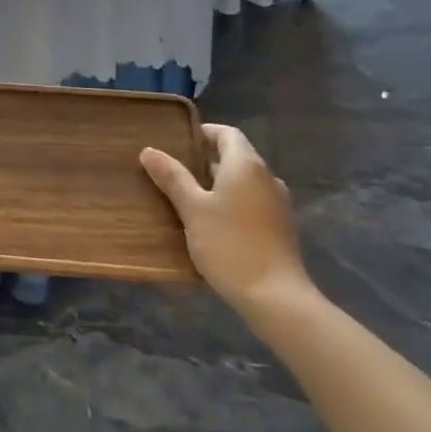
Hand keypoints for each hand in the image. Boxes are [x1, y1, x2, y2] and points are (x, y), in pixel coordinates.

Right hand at [140, 124, 313, 311]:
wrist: (276, 298)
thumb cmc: (230, 245)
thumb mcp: (192, 209)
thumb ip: (172, 178)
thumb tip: (149, 151)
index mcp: (246, 165)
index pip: (226, 133)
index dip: (203, 133)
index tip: (178, 144)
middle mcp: (267, 177)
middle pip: (235, 157)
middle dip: (205, 161)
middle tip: (175, 173)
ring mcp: (278, 204)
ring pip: (244, 182)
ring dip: (219, 185)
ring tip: (189, 200)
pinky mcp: (281, 228)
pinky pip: (252, 203)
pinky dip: (233, 204)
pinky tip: (213, 225)